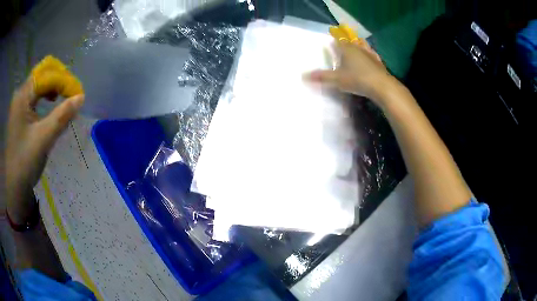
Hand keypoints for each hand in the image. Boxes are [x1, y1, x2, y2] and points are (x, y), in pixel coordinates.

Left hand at [5, 76, 83, 222]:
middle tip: (72, 92)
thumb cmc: (25, 163)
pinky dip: (46, 95)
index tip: (78, 93)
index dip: (64, 80)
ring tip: (64, 96)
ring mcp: (19, 103)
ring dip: (53, 86)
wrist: (14, 187)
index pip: (47, 75)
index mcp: (22, 96)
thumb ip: (62, 116)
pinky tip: (51, 102)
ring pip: (39, 82)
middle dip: (59, 78)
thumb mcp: (43, 139)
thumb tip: (81, 97)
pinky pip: (35, 94)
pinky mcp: (19, 112)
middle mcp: (20, 94)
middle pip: (43, 73)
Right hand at [305, 40, 396, 107]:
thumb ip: (321, 77)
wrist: (381, 86)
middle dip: (346, 39)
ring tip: (356, 43)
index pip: (338, 39)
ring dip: (359, 44)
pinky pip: (372, 54)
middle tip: (342, 39)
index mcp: (347, 48)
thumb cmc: (357, 79)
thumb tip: (303, 76)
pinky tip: (370, 56)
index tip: (330, 36)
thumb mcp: (337, 80)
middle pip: (351, 40)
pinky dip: (369, 53)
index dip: (334, 37)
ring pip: (363, 45)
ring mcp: (370, 54)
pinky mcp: (378, 62)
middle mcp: (358, 48)